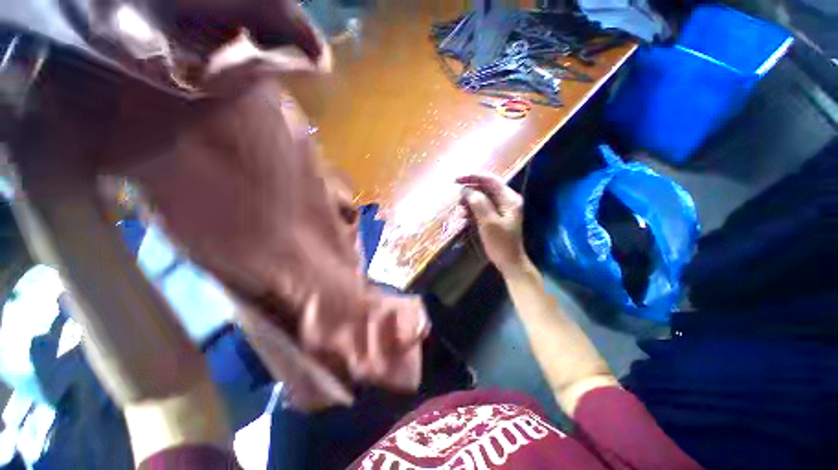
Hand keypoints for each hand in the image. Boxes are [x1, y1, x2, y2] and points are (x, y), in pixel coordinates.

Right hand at [457, 174, 528, 272]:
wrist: (509, 262)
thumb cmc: (500, 243)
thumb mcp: (488, 222)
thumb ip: (478, 203)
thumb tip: (466, 189)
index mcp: (509, 199)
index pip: (490, 180)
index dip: (473, 177)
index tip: (456, 179)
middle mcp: (507, 200)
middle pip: (486, 188)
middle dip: (470, 189)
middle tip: (455, 194)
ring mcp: (502, 209)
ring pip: (482, 198)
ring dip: (469, 201)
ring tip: (458, 208)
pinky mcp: (496, 217)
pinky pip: (482, 208)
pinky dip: (472, 210)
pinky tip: (463, 216)